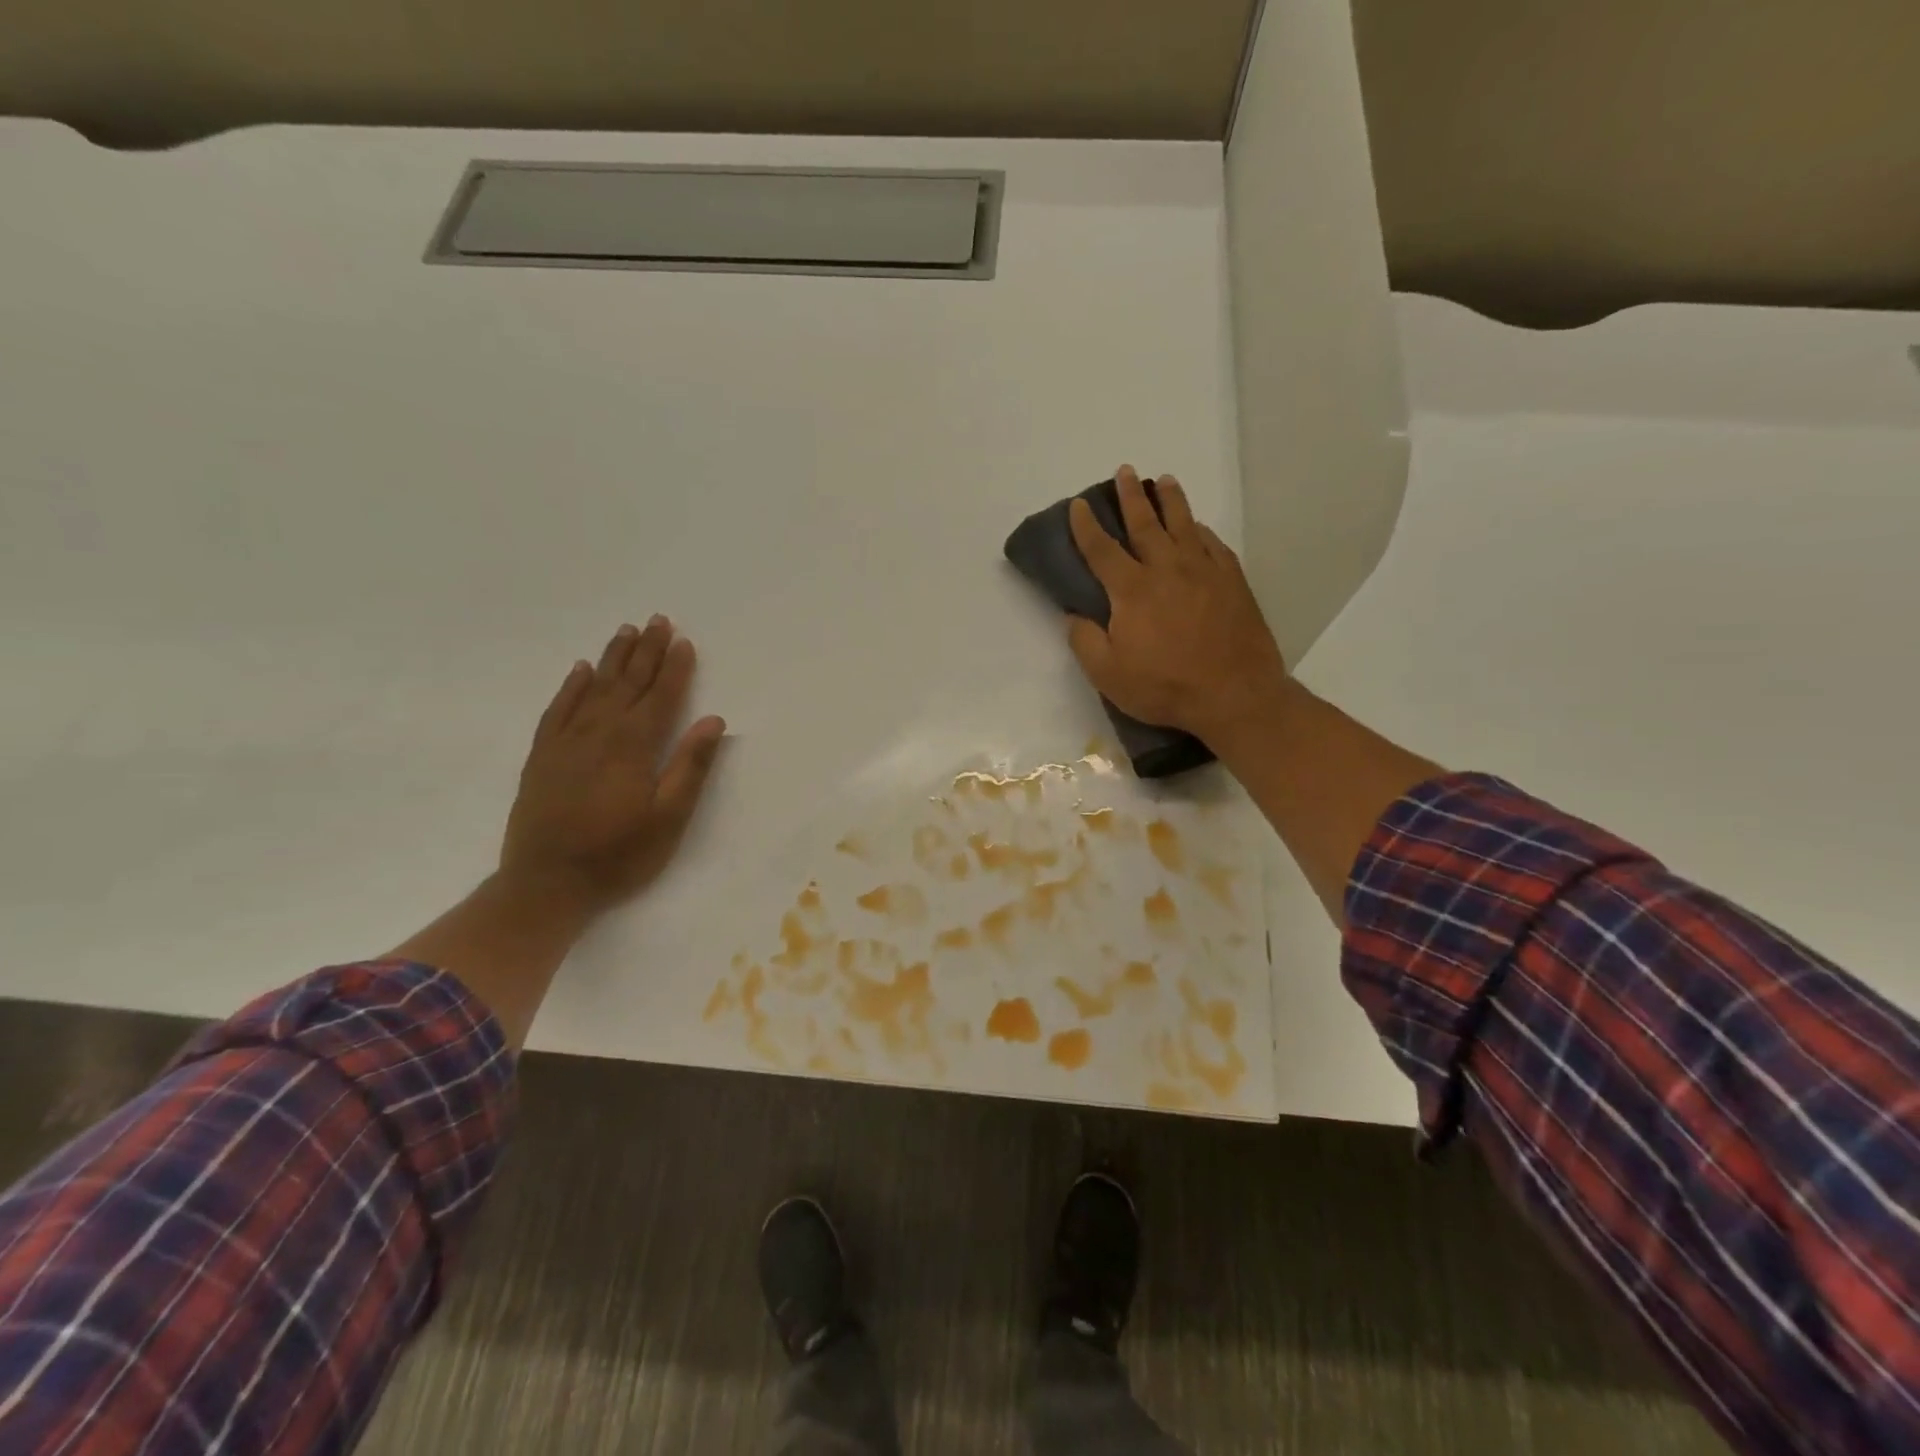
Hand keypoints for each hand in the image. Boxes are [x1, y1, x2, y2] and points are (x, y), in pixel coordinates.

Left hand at [499, 618, 726, 914]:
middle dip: (647, 651)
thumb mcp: (669, 818)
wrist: (545, 884)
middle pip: (628, 683)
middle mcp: (599, 733)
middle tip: (658, 620)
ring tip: (627, 631)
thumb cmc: (618, 855)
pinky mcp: (543, 756)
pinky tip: (581, 670)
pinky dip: (572, 686)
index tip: (684, 641)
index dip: (675, 668)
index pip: (661, 696)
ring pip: (594, 688)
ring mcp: (566, 742)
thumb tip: (713, 720)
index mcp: (634, 746)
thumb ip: (691, 766)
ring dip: (614, 658)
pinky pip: (559, 709)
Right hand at [1067, 465, 1291, 748]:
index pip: (1102, 549)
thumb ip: (1085, 641)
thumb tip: (1073, 616)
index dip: (1086, 526)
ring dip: (1171, 500)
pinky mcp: (1232, 581)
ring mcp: (1204, 571)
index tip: (1078, 505)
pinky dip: (1202, 530)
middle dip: (1131, 496)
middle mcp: (1166, 569)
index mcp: (1132, 590)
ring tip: (1164, 481)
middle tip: (1125, 471)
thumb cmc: (1165, 687)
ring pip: (1183, 525)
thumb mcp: (1108, 675)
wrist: (1234, 694)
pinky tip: (1198, 526)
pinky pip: (1214, 544)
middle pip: (1145, 523)